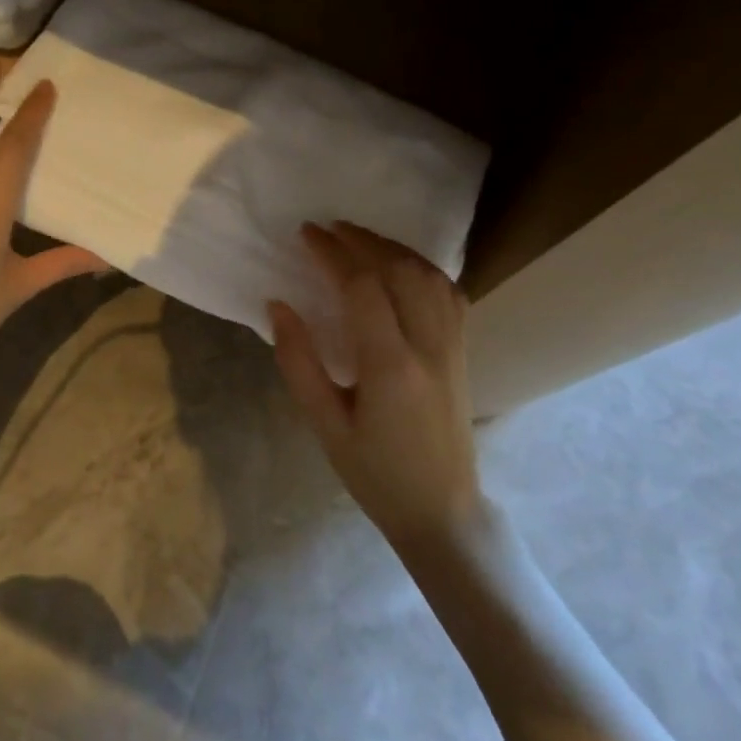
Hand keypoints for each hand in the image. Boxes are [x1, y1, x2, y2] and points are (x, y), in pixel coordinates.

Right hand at [270, 222, 483, 549]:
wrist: (442, 512)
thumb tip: (278, 305)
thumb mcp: (324, 425)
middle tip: (328, 229)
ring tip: (358, 238)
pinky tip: (401, 264)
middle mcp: (428, 347)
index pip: (363, 287)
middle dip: (362, 240)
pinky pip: (449, 292)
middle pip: (400, 270)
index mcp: (390, 367)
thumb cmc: (374, 473)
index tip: (306, 234)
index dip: (332, 253)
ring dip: (393, 248)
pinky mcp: (462, 351)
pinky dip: (422, 267)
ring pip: (429, 275)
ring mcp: (452, 347)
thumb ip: (298, 362)